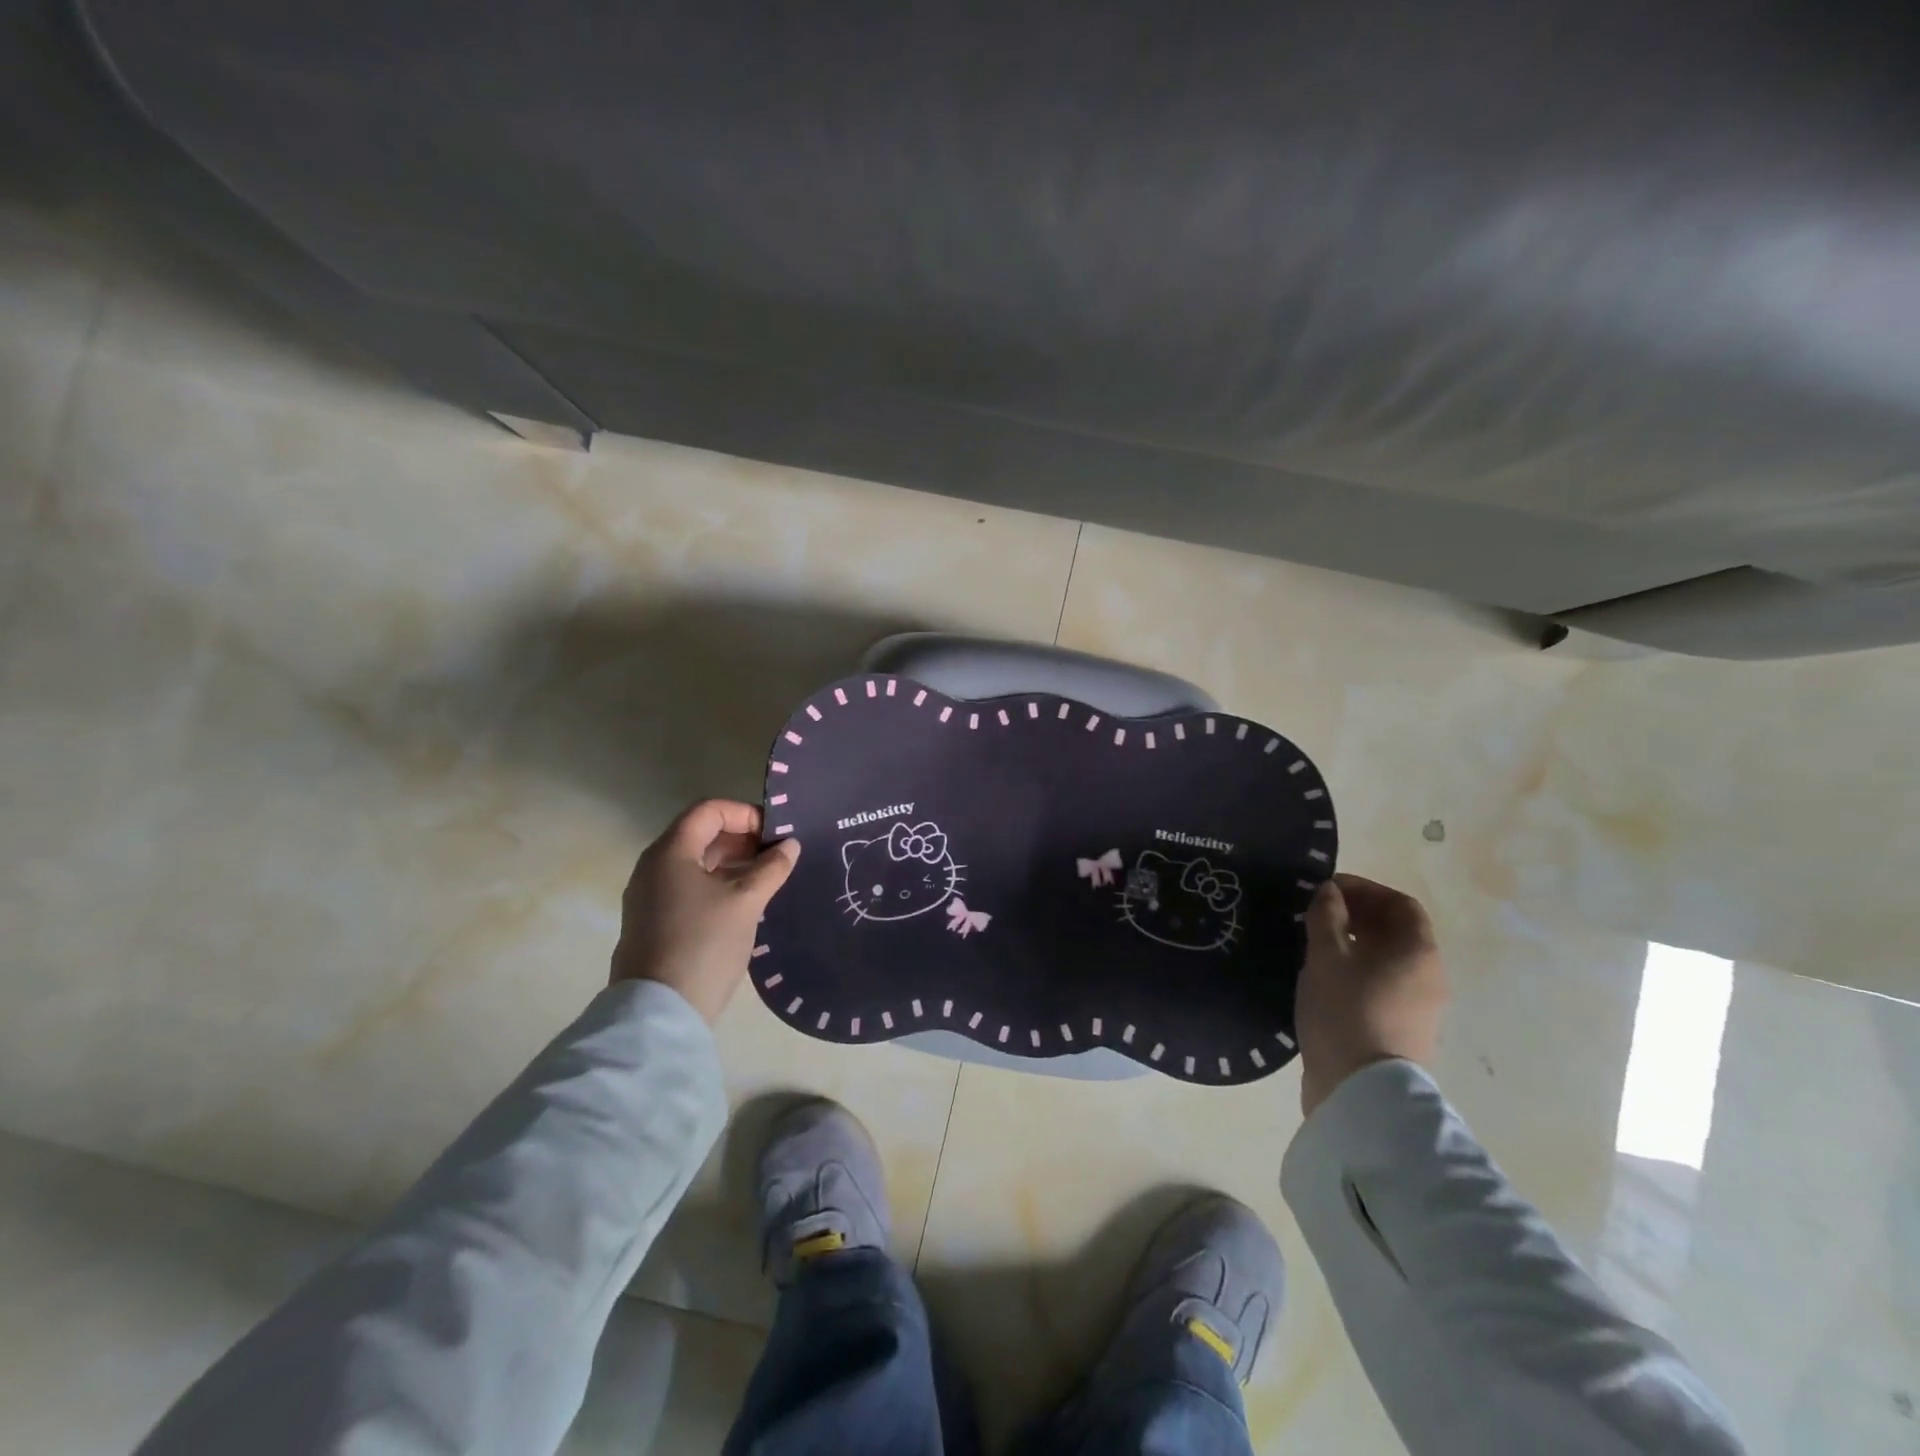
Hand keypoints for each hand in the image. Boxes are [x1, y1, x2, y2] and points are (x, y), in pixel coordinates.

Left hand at [610, 800, 800, 1023]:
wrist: (660, 1012)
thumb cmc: (704, 943)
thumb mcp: (746, 901)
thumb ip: (771, 868)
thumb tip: (790, 845)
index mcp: (671, 852)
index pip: (709, 810)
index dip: (745, 814)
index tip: (775, 835)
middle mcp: (653, 866)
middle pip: (700, 834)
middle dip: (741, 839)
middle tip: (777, 856)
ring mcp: (650, 896)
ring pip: (696, 863)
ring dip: (732, 863)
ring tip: (766, 879)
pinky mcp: (653, 921)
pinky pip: (688, 886)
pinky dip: (717, 884)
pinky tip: (744, 903)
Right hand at [1295, 873, 1447, 1116]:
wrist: (1362, 1090)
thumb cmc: (1346, 1010)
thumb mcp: (1327, 955)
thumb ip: (1327, 916)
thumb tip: (1330, 892)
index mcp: (1418, 952)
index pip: (1401, 904)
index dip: (1365, 890)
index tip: (1327, 890)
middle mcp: (1428, 976)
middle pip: (1397, 932)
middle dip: (1358, 915)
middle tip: (1316, 913)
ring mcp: (1419, 1006)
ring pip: (1388, 959)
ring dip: (1355, 943)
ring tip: (1315, 943)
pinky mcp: (1401, 1029)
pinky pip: (1382, 983)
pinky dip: (1357, 969)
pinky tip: (1325, 976)